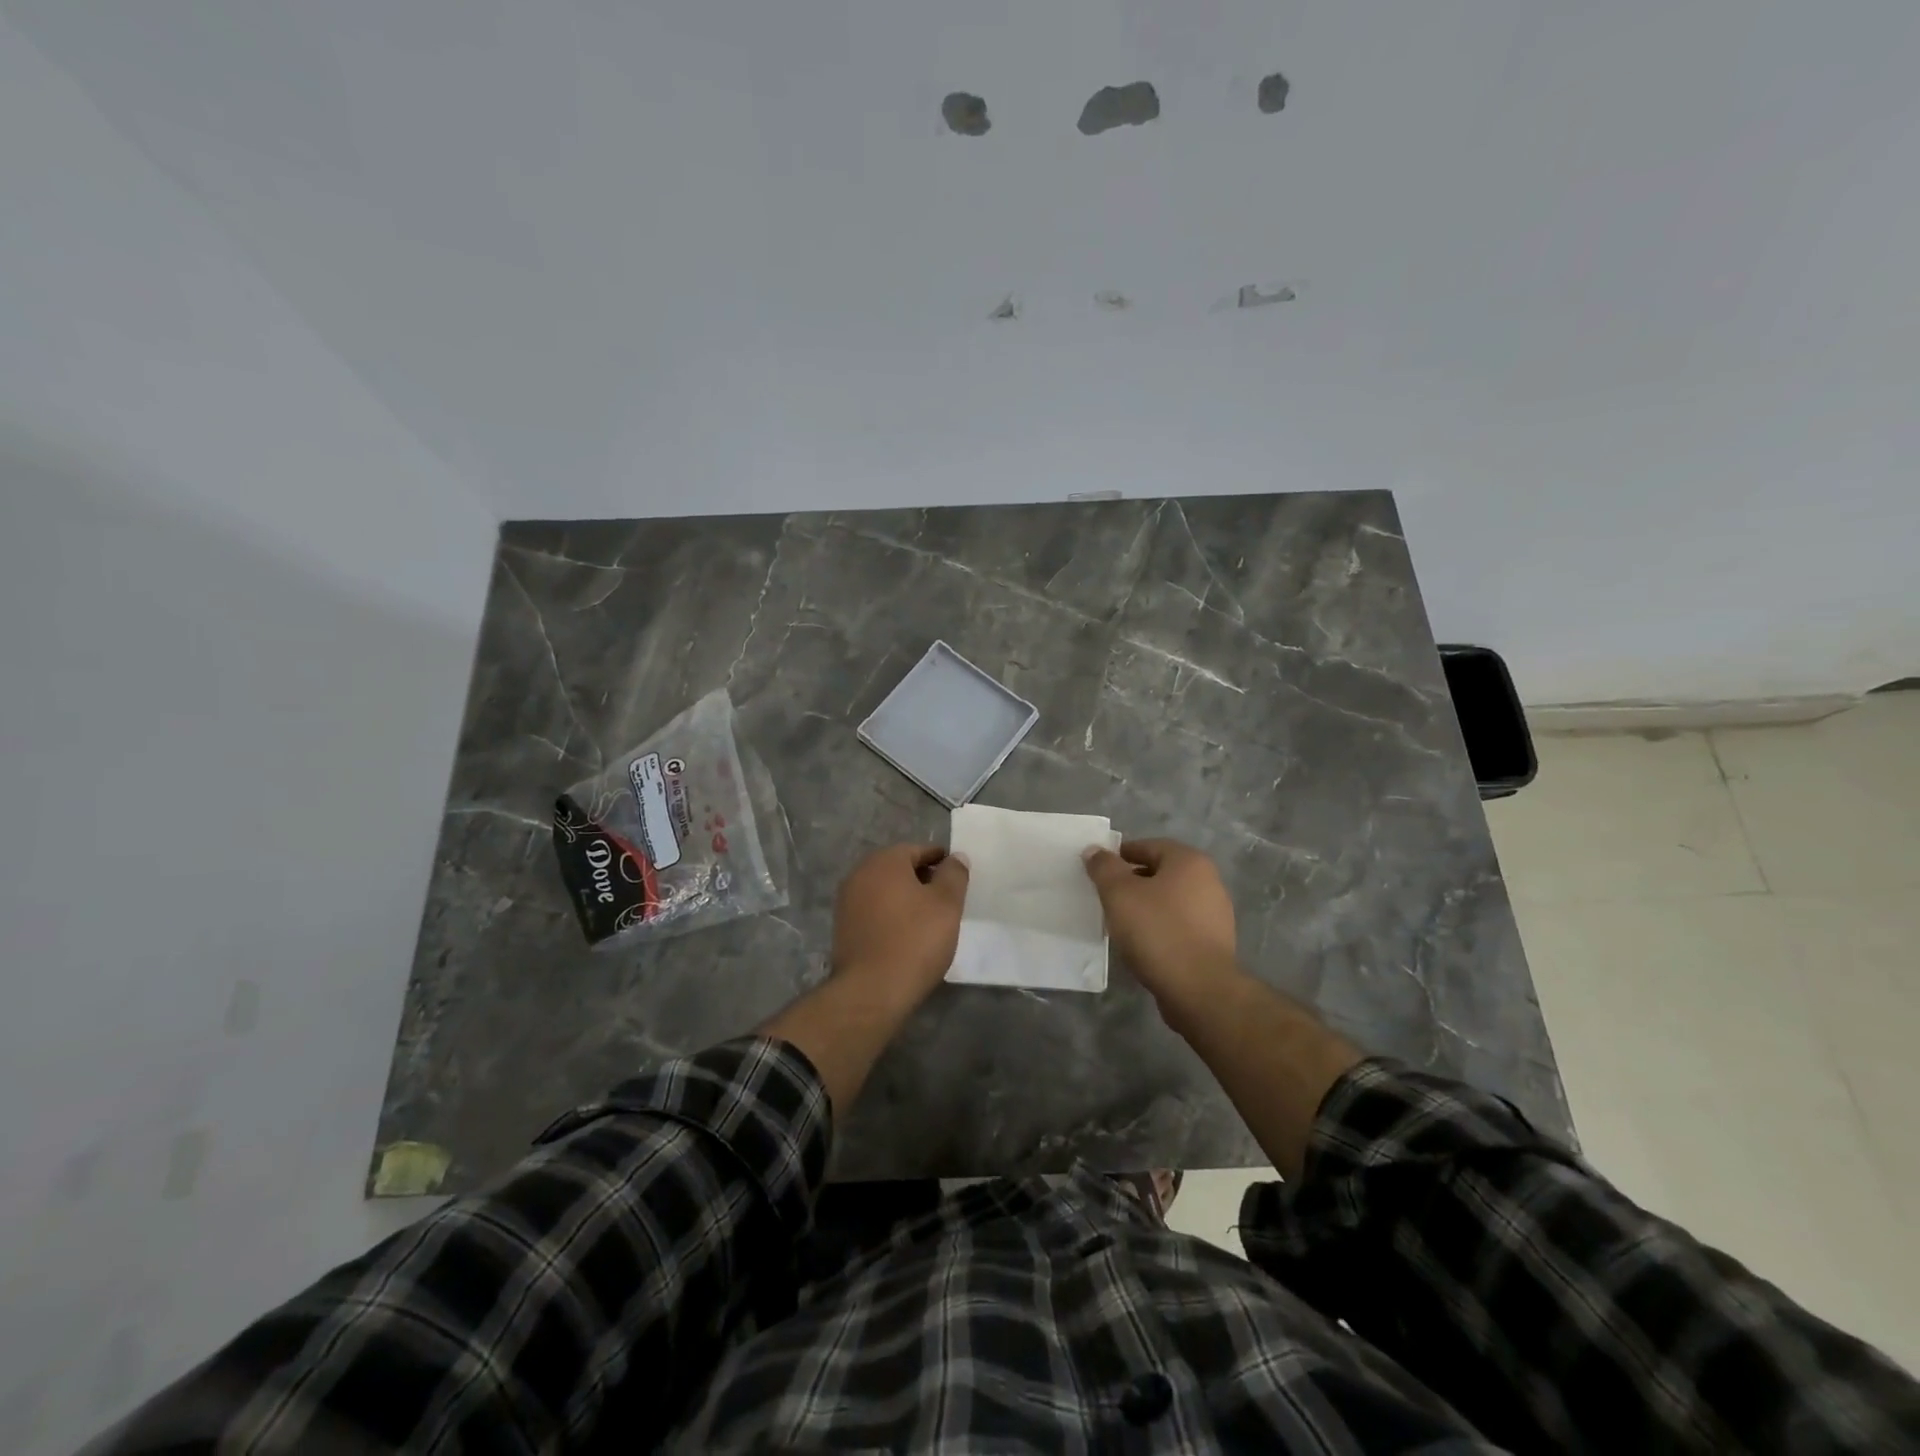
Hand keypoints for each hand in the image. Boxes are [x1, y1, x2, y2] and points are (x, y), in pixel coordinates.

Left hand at [830, 843, 970, 1010]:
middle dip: (922, 879)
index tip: (957, 877)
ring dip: (906, 898)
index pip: (917, 850)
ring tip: (929, 919)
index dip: (940, 861)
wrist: (871, 991)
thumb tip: (956, 857)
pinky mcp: (843, 928)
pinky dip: (891, 915)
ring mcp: (847, 902)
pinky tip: (906, 935)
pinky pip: (873, 911)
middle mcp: (860, 874)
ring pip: (884, 890)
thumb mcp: (946, 904)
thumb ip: (954, 875)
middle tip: (947, 898)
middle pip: (898, 868)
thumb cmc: (914, 940)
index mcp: (884, 862)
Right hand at [1083, 839, 1242, 1016]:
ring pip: (1170, 901)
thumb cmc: (1157, 931)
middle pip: (1160, 873)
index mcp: (1189, 861)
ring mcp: (1216, 913)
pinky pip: (1180, 925)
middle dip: (1132, 882)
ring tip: (1122, 923)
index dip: (1119, 856)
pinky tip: (1143, 944)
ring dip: (1146, 907)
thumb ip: (1104, 868)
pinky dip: (1161, 928)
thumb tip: (1094, 850)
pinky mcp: (1215, 942)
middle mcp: (1209, 881)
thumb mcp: (1119, 894)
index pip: (1148, 846)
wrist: (1199, 989)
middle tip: (1107, 898)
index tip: (1099, 873)